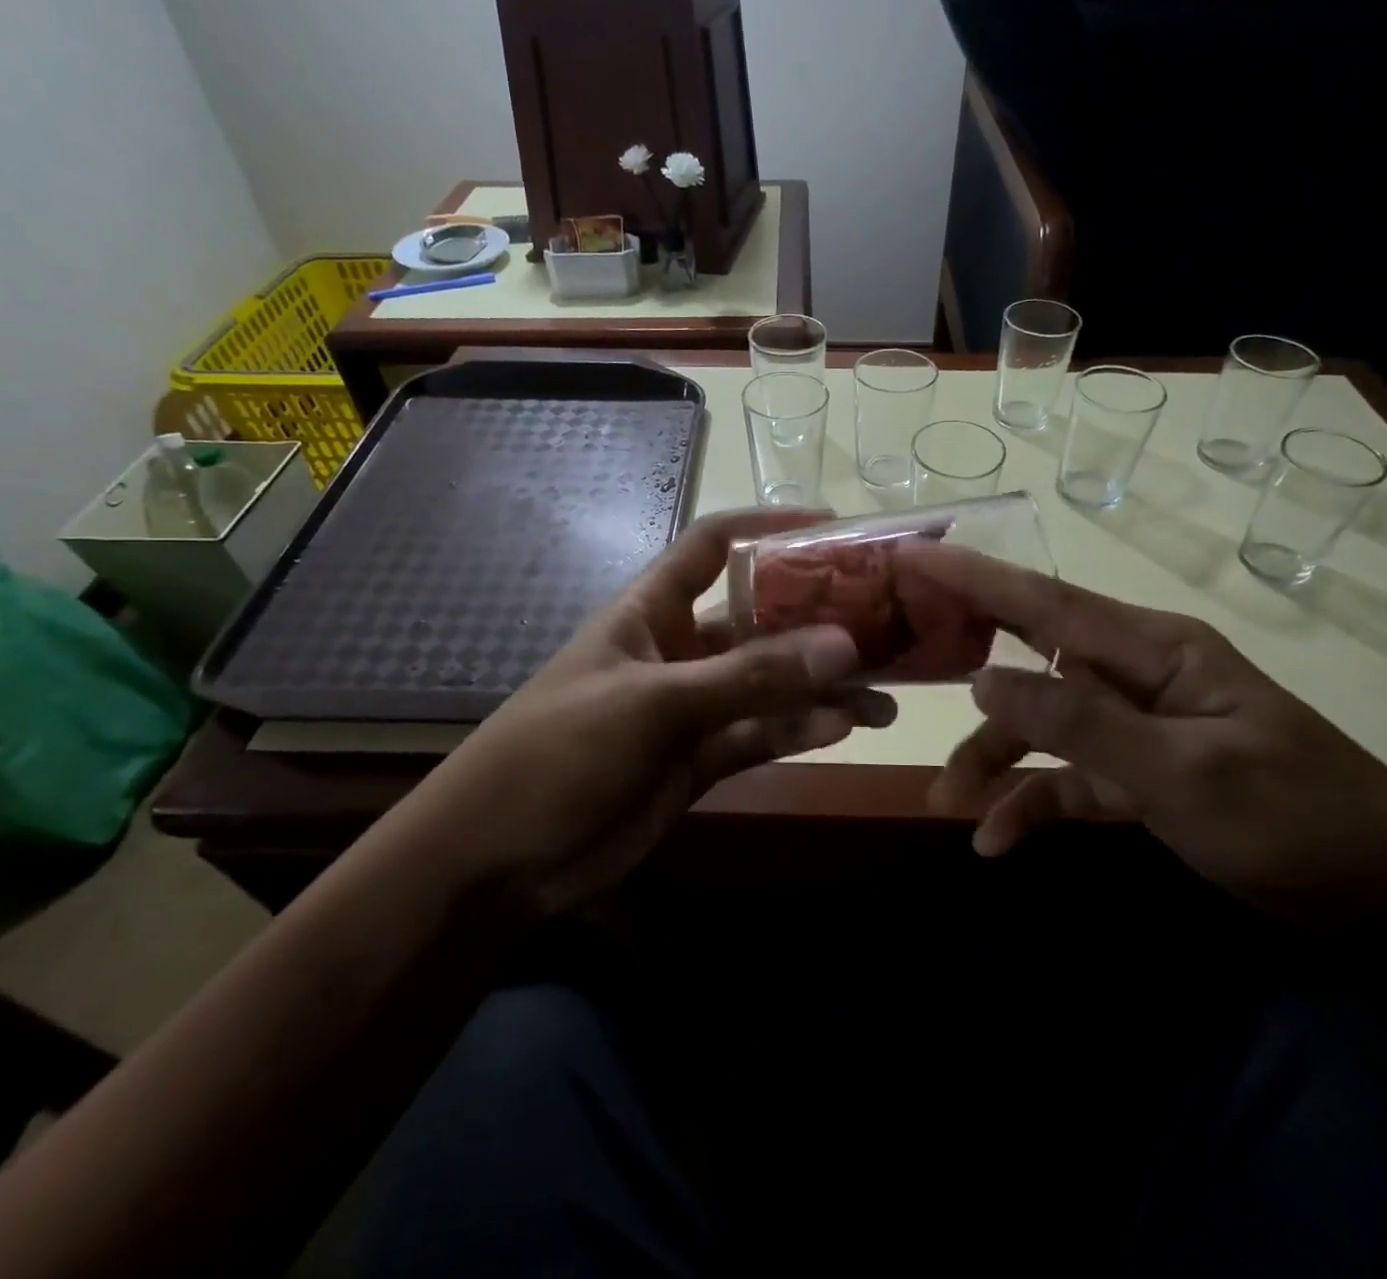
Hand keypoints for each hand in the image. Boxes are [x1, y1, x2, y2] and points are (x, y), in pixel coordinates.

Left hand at [419, 510, 895, 914]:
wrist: (499, 859)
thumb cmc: (560, 751)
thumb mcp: (653, 703)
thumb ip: (748, 677)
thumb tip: (844, 645)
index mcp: (651, 609)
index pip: (713, 544)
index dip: (768, 527)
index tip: (835, 526)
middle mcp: (678, 649)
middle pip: (758, 618)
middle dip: (817, 619)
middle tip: (886, 623)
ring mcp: (693, 707)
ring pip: (770, 684)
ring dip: (823, 686)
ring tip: (887, 694)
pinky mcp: (701, 759)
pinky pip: (762, 734)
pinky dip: (800, 730)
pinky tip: (845, 727)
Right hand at [901, 542, 1386, 921]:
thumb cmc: (1297, 819)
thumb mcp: (1184, 774)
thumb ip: (1079, 724)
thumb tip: (983, 682)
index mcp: (1152, 649)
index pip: (1044, 602)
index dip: (972, 576)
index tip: (909, 554)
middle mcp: (1133, 675)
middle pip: (1030, 656)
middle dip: (964, 660)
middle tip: (896, 652)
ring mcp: (1133, 727)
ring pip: (1039, 728)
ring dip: (992, 761)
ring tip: (948, 803)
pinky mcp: (1136, 777)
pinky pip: (1066, 779)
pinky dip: (1031, 804)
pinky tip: (996, 840)